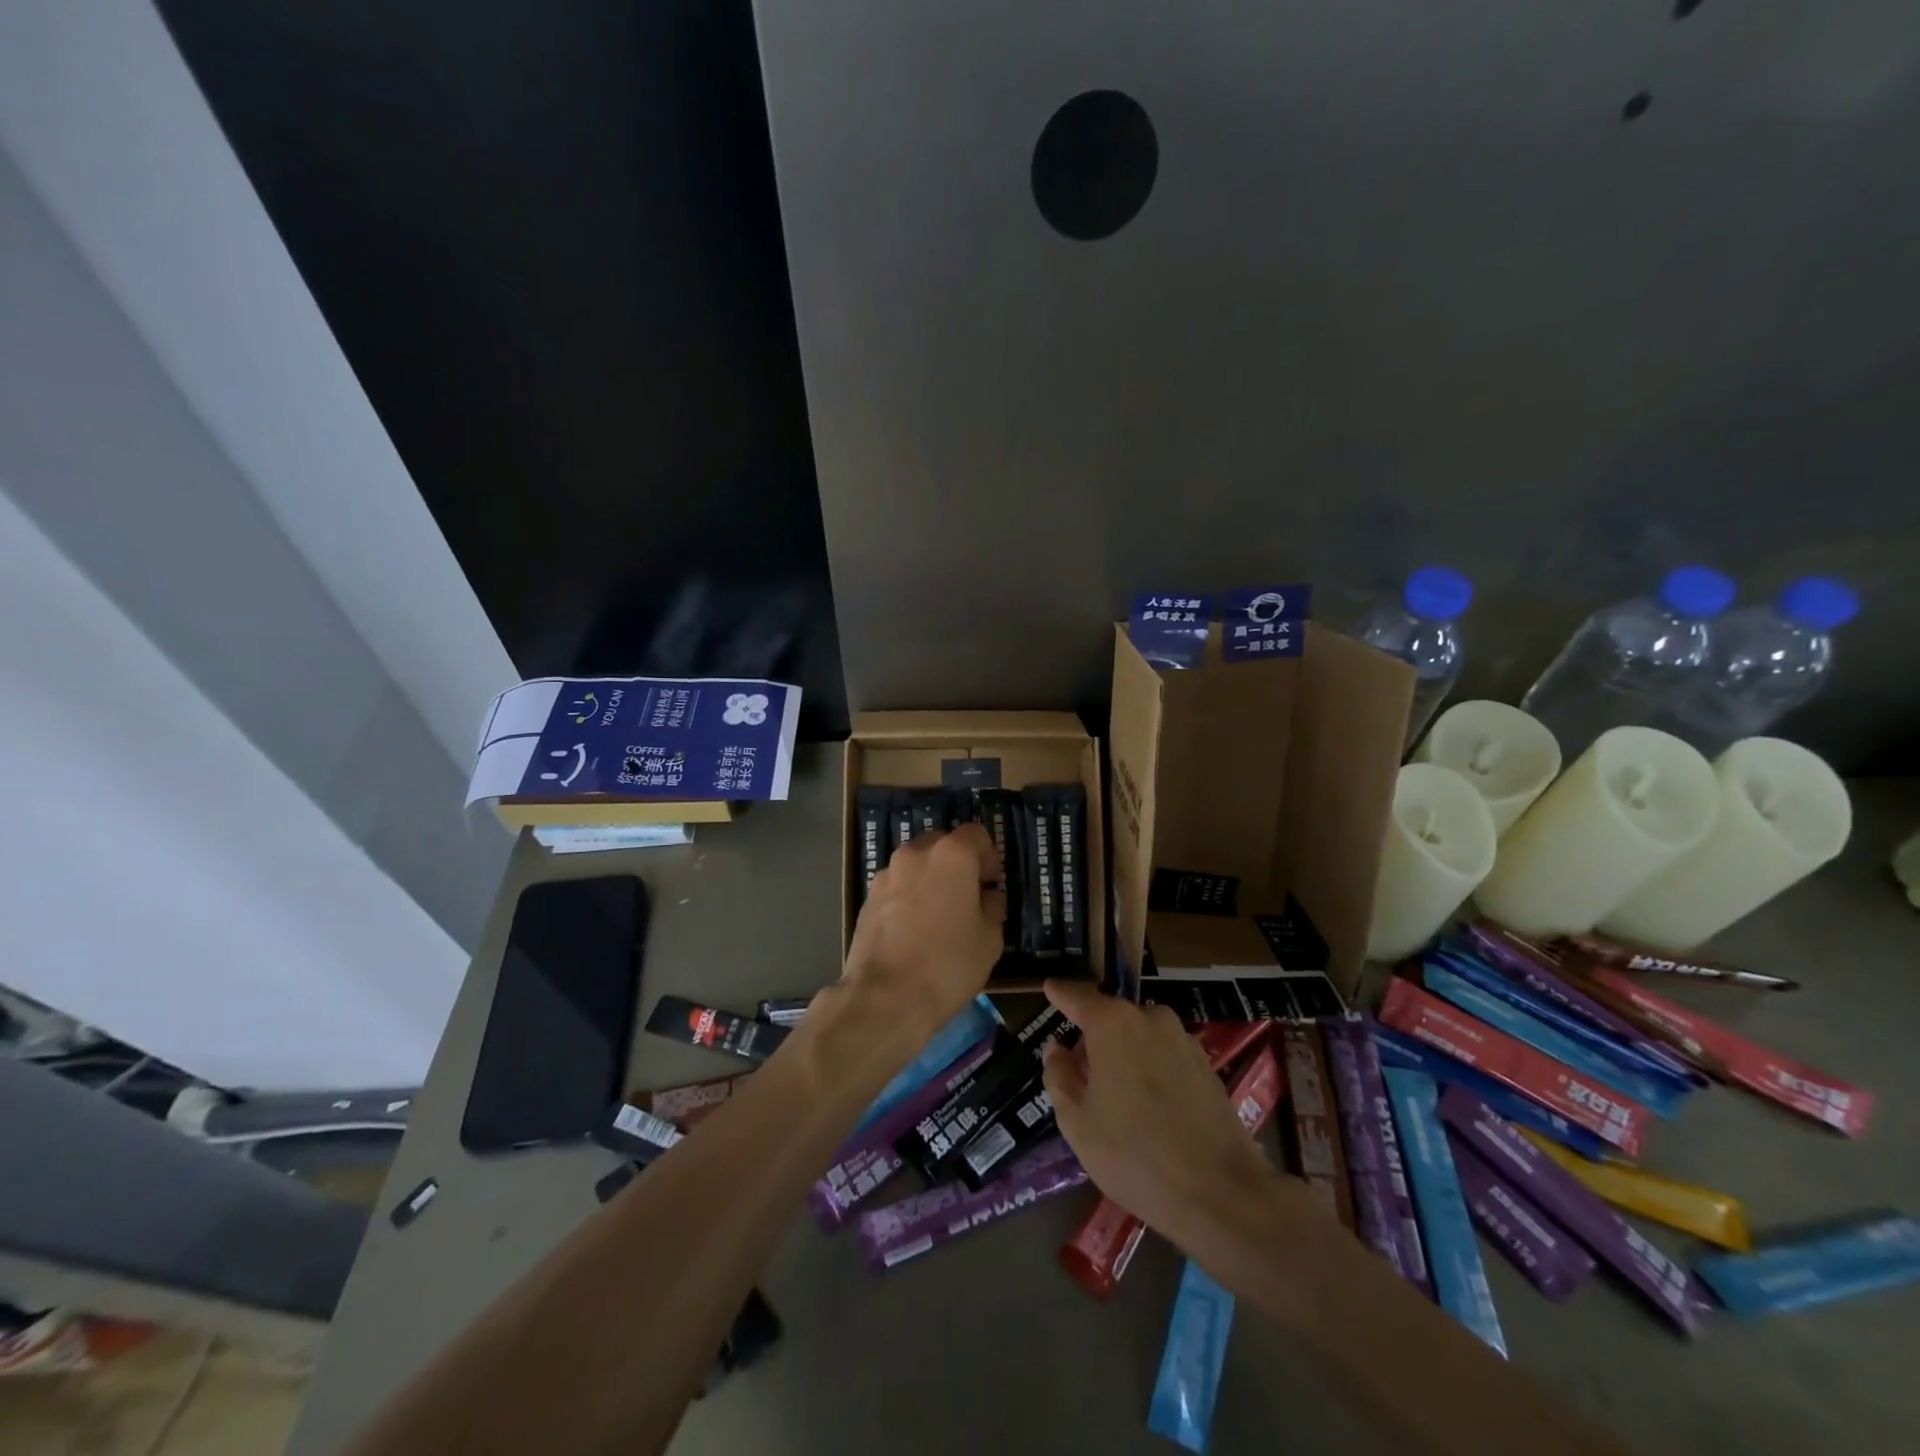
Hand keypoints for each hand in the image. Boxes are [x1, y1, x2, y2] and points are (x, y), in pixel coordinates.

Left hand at [844, 823, 1005, 1031]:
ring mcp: (887, 874)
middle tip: (967, 899)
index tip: (991, 884)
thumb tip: (986, 898)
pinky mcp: (867, 897)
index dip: (988, 857)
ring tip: (937, 918)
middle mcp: (916, 853)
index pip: (976, 834)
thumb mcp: (990, 939)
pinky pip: (897, 887)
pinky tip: (913, 930)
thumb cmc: (948, 964)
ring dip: (930, 880)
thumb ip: (992, 907)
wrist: (885, 997)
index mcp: (952, 855)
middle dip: (957, 865)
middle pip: (943, 845)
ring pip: (917, 865)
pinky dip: (908, 898)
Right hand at [1041, 979, 1273, 1249]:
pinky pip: (1166, 1056)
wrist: (1219, 1192)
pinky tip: (1150, 1107)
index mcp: (1113, 1024)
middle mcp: (1150, 1018)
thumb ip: (1059, 1076)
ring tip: (1117, 1096)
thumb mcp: (1077, 1122)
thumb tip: (1057, 1049)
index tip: (1049, 987)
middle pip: (1112, 1018)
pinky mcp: (1207, 1066)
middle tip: (1081, 1072)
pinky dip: (1152, 1069)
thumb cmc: (1134, 1154)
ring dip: (1126, 1054)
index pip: (1078, 997)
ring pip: (1141, 1037)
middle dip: (1095, 1038)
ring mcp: (1183, 1040)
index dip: (1061, 994)